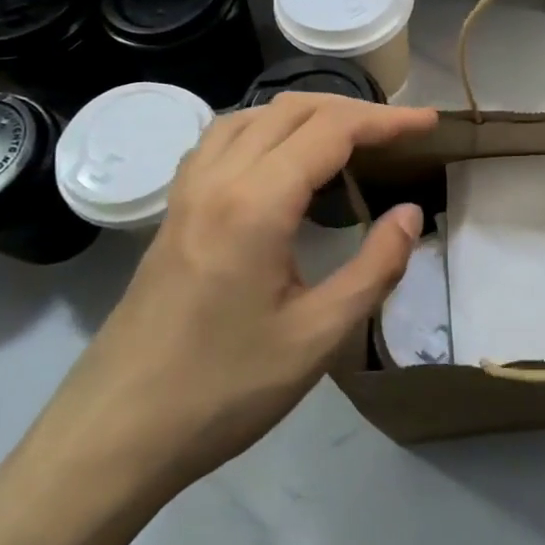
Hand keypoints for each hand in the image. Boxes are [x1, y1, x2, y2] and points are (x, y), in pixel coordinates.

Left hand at [24, 93, 436, 505]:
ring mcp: (187, 193)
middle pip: (292, 111)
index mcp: (255, 205)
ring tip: (350, 136)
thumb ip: (375, 267)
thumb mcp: (317, 337)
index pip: (331, 131)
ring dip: (308, 113)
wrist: (113, 435)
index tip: (430, 124)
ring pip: (252, 116)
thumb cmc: (223, 390)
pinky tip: (281, 159)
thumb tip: (410, 214)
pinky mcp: (173, 213)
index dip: (386, 121)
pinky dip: (266, 128)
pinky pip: (222, 140)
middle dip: (354, 110)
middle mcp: (217, 180)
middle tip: (401, 131)